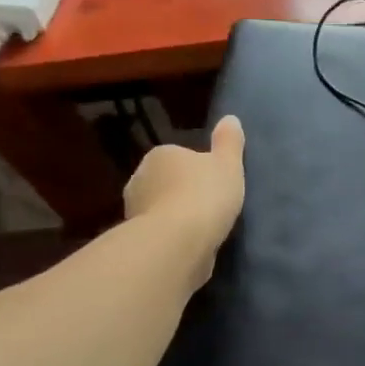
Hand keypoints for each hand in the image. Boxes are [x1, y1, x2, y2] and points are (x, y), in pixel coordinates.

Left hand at [124, 115, 246, 281]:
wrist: (176, 243)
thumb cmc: (204, 195)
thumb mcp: (228, 164)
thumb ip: (229, 142)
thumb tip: (230, 119)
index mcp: (160, 155)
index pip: (178, 156)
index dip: (198, 169)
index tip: (215, 183)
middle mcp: (140, 179)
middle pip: (166, 183)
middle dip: (183, 192)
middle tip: (210, 206)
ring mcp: (134, 212)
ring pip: (161, 209)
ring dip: (176, 217)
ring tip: (203, 230)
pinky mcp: (137, 241)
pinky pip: (160, 234)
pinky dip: (172, 238)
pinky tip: (190, 246)